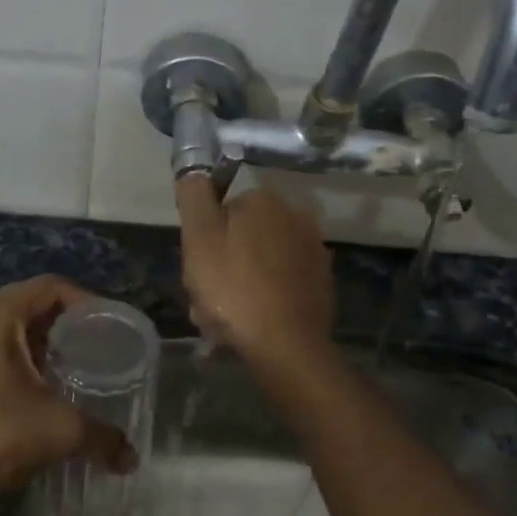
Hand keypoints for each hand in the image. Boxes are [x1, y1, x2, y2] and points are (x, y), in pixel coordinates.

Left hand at [0, 275, 132, 508]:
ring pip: (7, 324)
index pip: (50, 287)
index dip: (86, 301)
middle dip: (64, 321)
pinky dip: (16, 354)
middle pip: (28, 302)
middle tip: (95, 345)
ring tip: (70, 363)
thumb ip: (103, 437)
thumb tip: (131, 458)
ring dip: (39, 338)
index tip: (108, 327)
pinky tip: (37, 383)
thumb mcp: (60, 431)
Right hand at [176, 177, 334, 368]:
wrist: (287, 345)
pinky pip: (282, 280)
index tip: (198, 268)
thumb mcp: (199, 240)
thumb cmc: (234, 290)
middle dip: (224, 262)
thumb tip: (194, 170)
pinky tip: (254, 320)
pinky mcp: (322, 279)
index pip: (222, 210)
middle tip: (209, 298)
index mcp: (263, 200)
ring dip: (243, 280)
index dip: (204, 240)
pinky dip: (267, 294)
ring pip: (262, 259)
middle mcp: (295, 214)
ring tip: (228, 317)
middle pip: (243, 235)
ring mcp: (313, 248)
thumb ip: (194, 198)